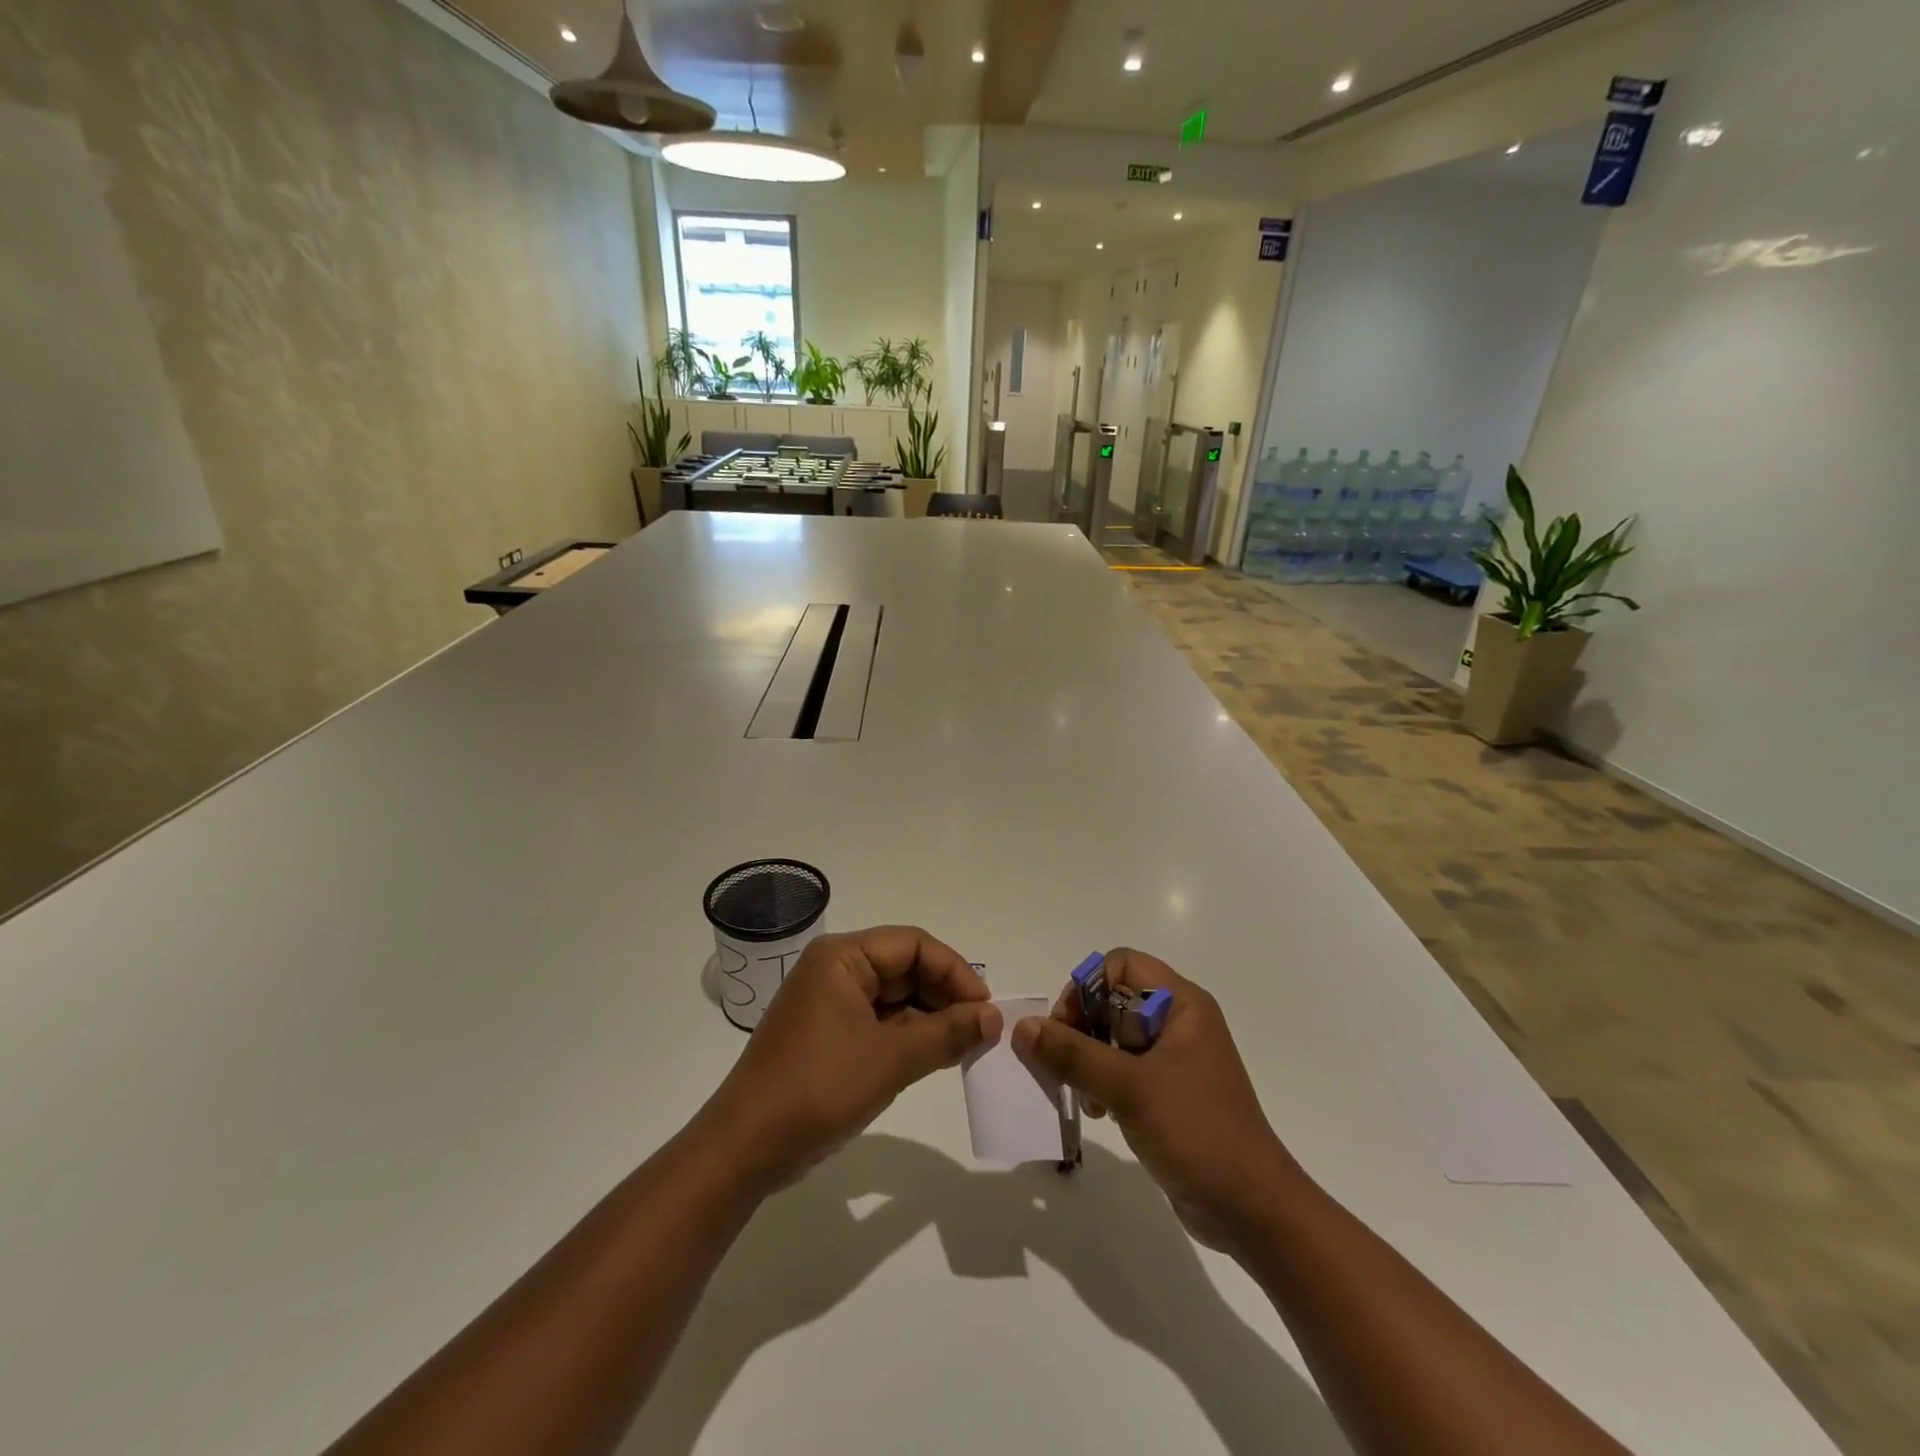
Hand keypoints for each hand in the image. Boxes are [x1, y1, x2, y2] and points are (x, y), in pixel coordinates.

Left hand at [701, 927, 999, 1192]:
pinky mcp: (828, 1034)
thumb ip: (947, 1033)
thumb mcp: (891, 1059)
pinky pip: (878, 1021)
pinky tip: (934, 1056)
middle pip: (904, 967)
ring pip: (894, 996)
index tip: (984, 1007)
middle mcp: (834, 969)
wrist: (746, 1148)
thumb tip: (993, 1017)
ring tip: (964, 1045)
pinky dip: (907, 1035)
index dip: (954, 970)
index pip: (912, 944)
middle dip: (944, 995)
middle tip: (979, 1029)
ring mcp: (829, 1003)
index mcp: (842, 957)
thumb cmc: (818, 1088)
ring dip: (929, 1017)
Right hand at [1012, 949, 1302, 1254]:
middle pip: (1112, 999)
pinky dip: (1103, 1082)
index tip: (1068, 1028)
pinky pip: (1123, 1068)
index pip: (1120, 965)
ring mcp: (1175, 1058)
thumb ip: (1073, 1054)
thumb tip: (1023, 1027)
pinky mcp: (1169, 1091)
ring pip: (1114, 1036)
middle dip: (1083, 1029)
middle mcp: (1179, 1022)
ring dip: (1089, 1060)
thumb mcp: (1129, 1088)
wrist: (1252, 1210)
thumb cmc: (1196, 1132)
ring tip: (1084, 1096)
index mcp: (1181, 1004)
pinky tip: (1099, 1112)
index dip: (1087, 988)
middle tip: (1067, 1065)